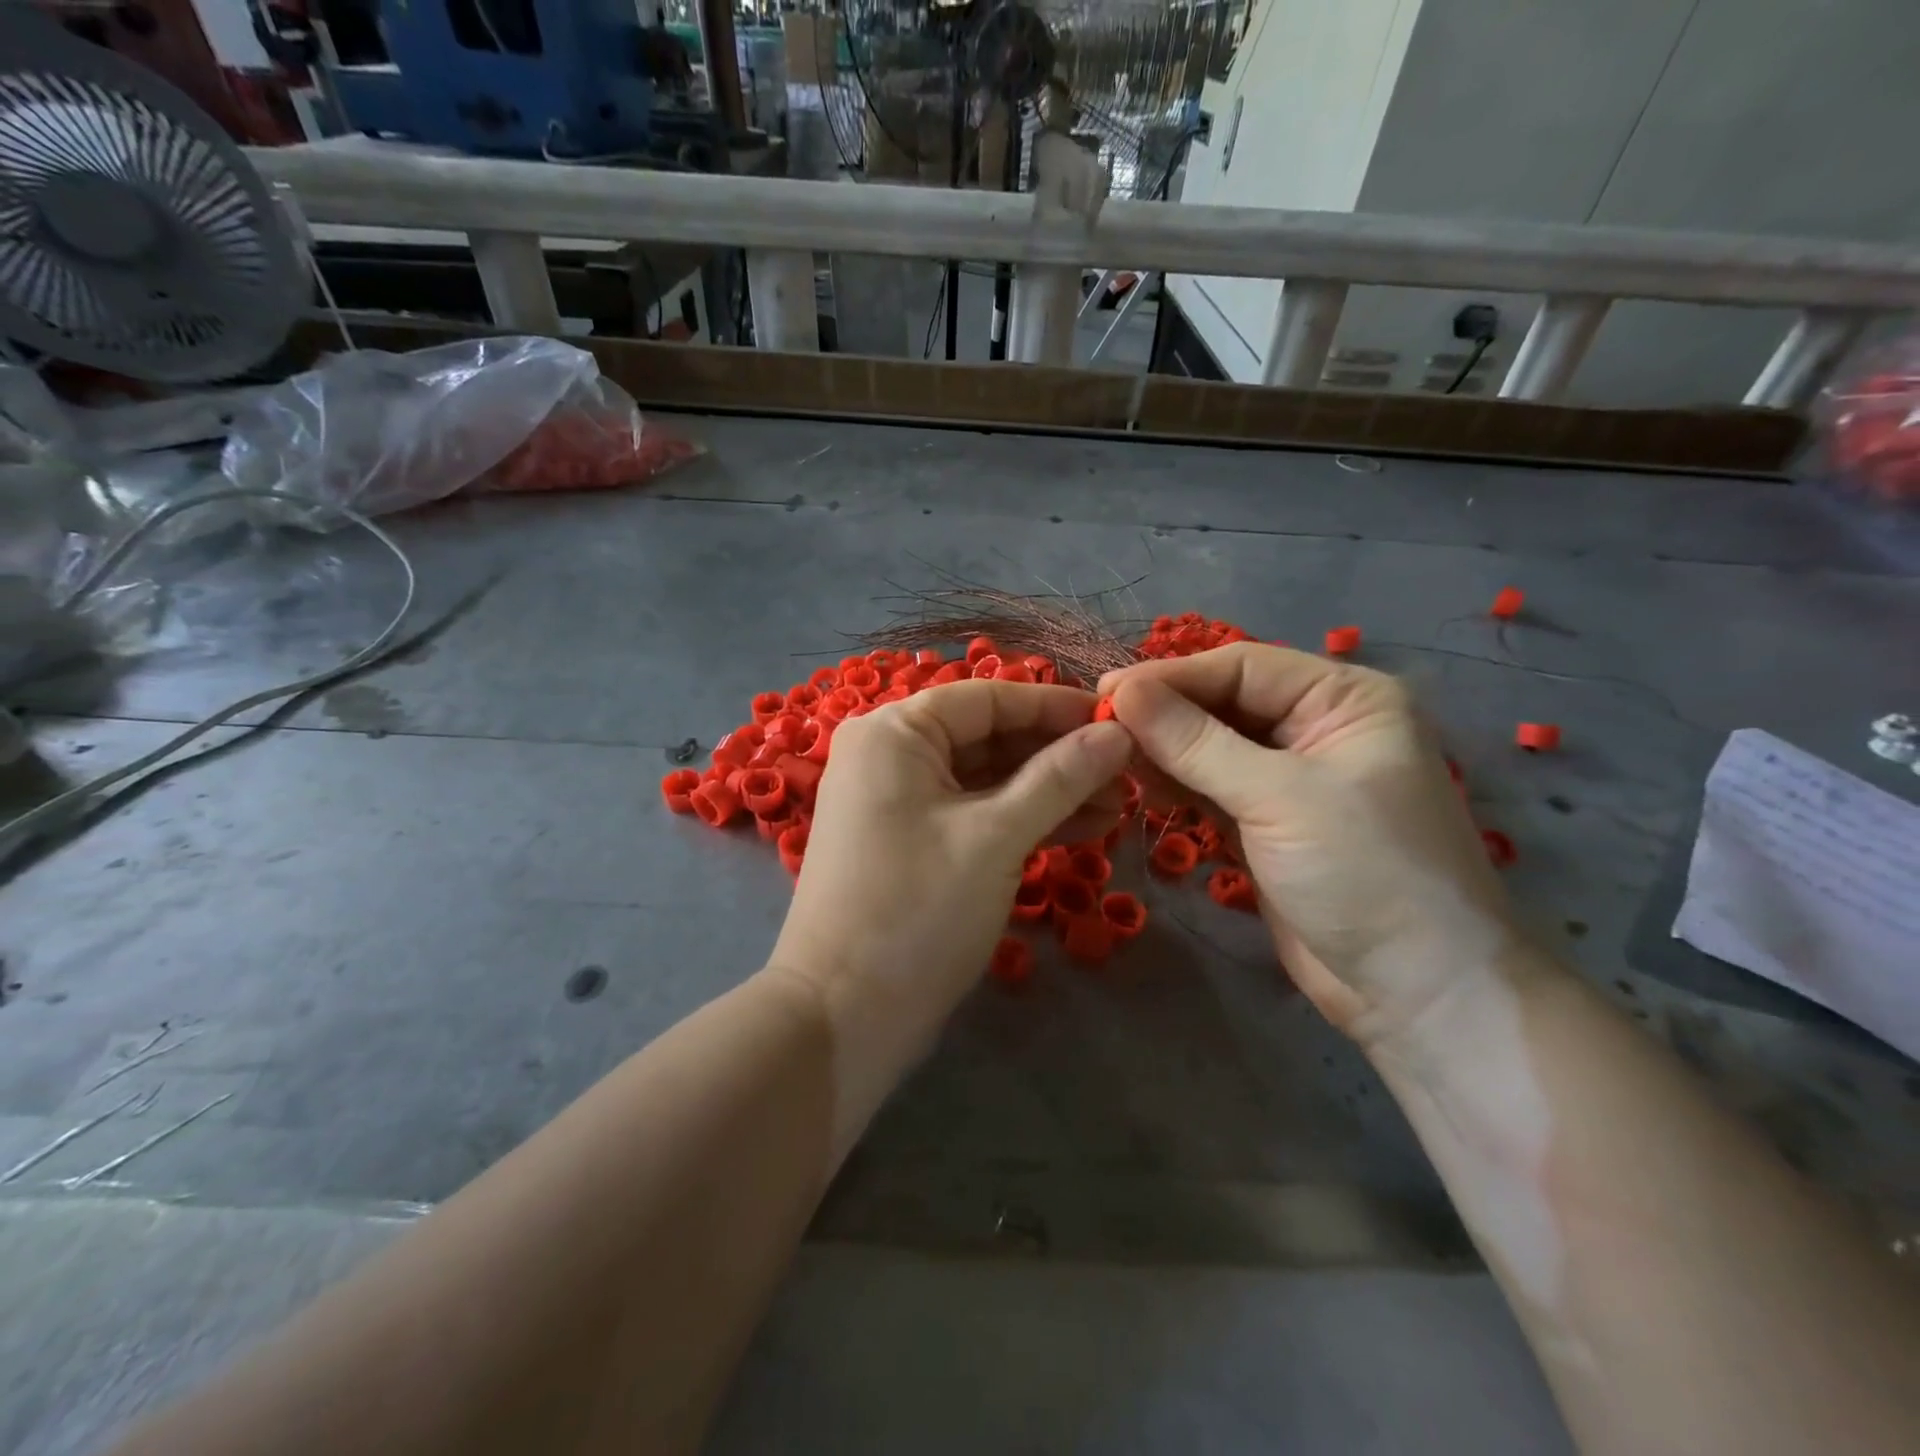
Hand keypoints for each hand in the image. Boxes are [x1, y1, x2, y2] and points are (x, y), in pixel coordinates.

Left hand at [769, 681, 1132, 1119]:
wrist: (844, 1017)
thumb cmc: (917, 911)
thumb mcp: (996, 836)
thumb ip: (1059, 778)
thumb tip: (1117, 734)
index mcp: (894, 732)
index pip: (988, 699)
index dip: (1056, 707)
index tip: (1119, 723)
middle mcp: (890, 755)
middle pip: (988, 738)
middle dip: (1057, 756)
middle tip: (1126, 774)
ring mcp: (898, 803)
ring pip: (986, 781)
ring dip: (1048, 792)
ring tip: (1117, 808)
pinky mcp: (911, 844)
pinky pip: (973, 815)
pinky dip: (1021, 821)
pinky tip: (1080, 830)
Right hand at [1101, 645, 1520, 1050]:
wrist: (1414, 992)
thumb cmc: (1364, 873)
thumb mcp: (1278, 797)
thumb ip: (1196, 742)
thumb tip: (1123, 693)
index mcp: (1345, 700)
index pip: (1243, 668)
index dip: (1172, 677)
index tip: (1105, 693)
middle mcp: (1319, 728)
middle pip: (1224, 703)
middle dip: (1165, 714)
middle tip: (1099, 725)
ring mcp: (1292, 778)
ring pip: (1212, 746)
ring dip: (1165, 750)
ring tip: (1112, 757)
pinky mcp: (1268, 821)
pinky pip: (1211, 787)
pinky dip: (1177, 784)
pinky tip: (1140, 785)